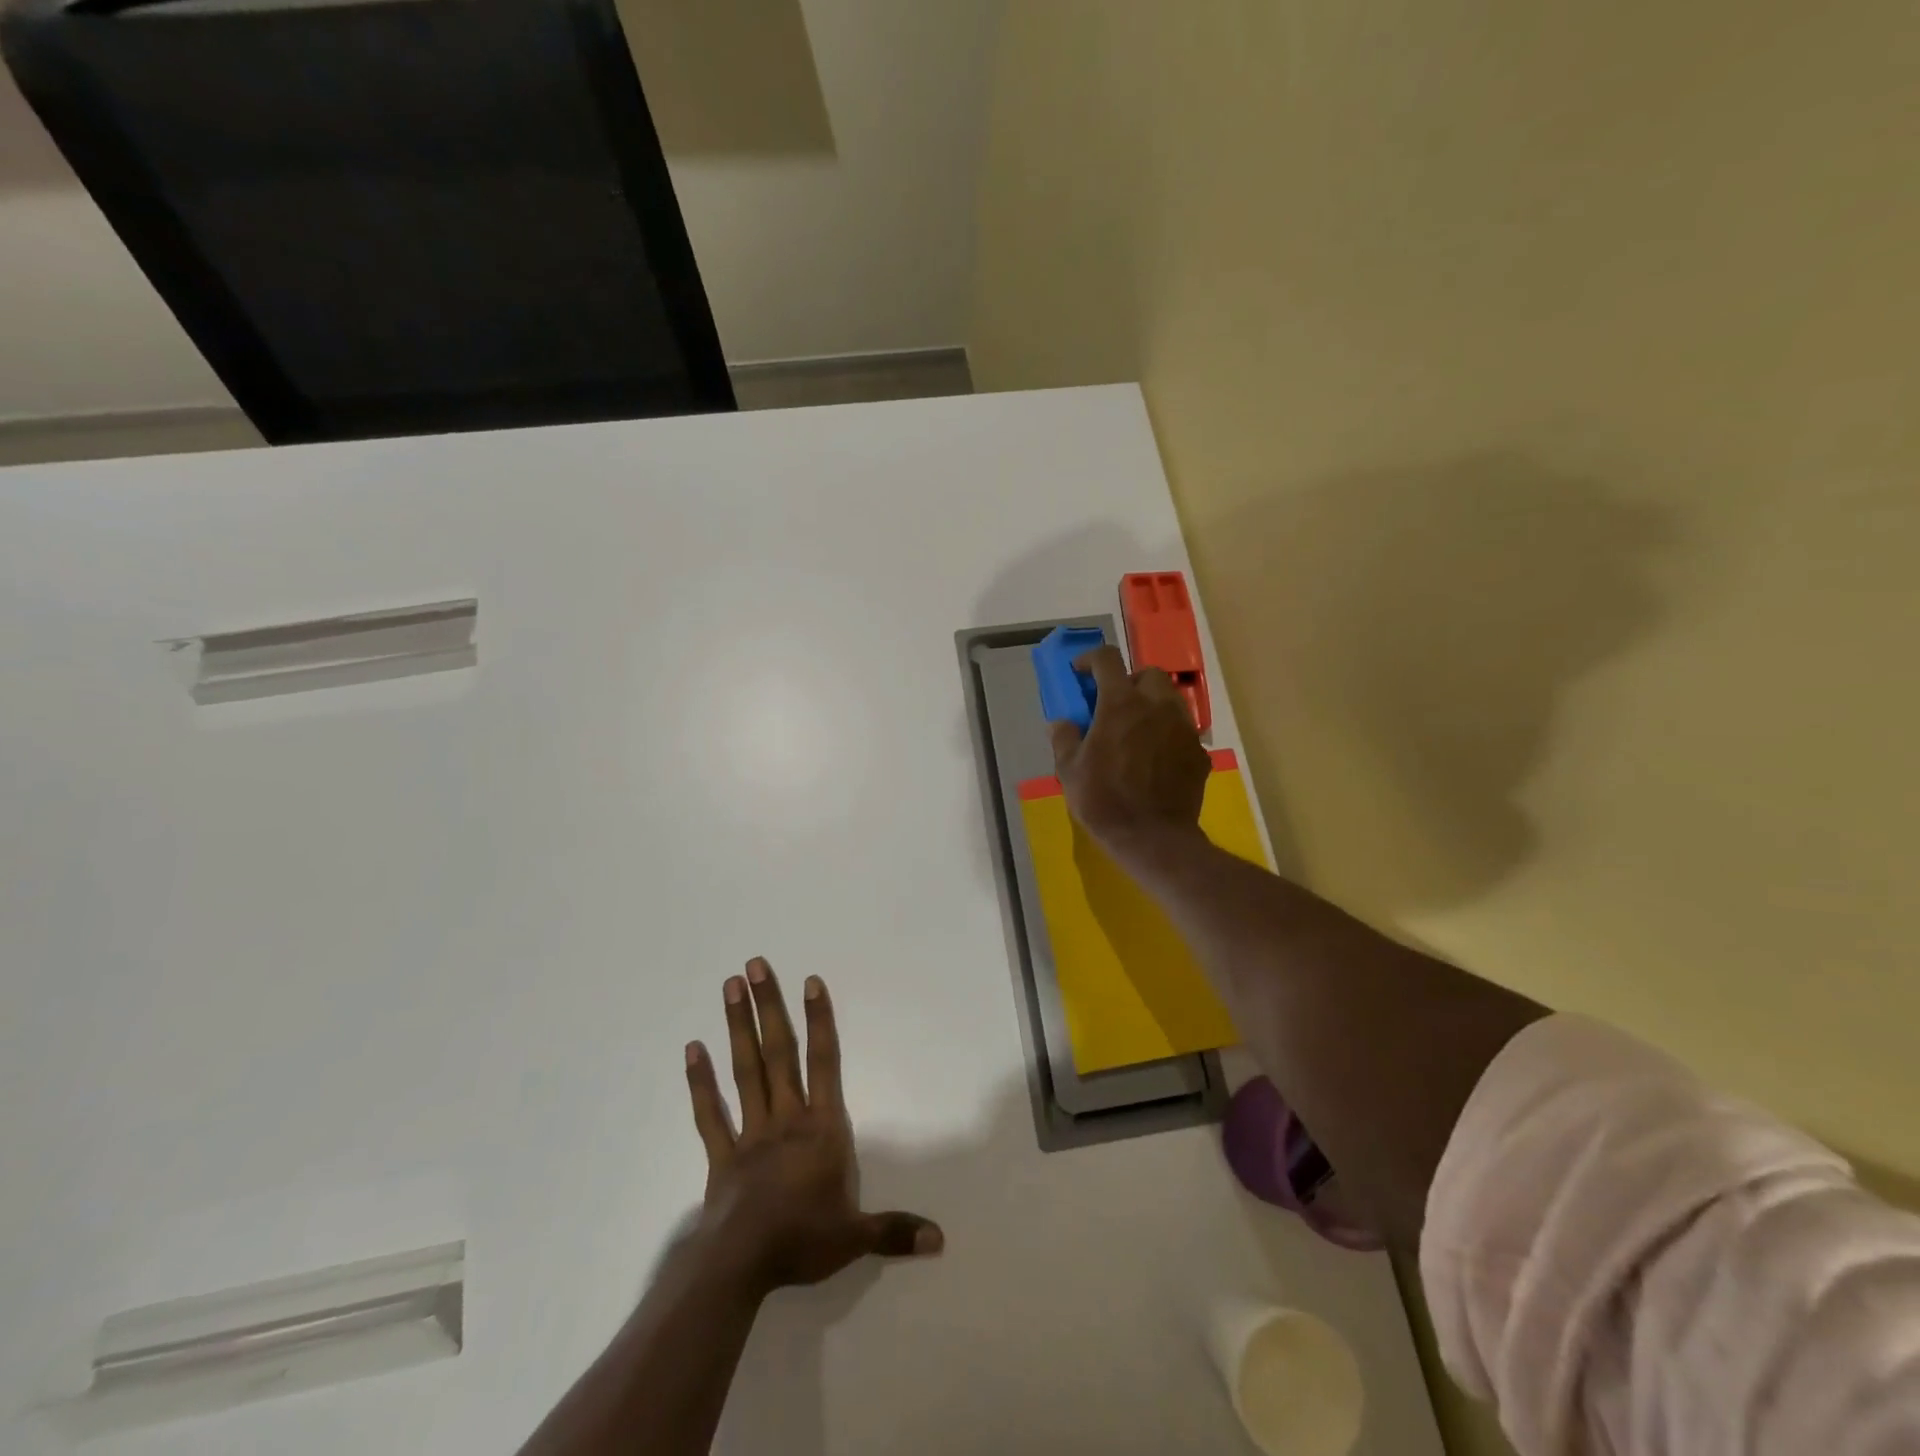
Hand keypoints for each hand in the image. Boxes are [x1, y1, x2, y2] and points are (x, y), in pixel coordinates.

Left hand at [683, 958, 942, 1297]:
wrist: (741, 1267)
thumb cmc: (802, 1241)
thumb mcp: (856, 1237)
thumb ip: (895, 1230)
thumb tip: (941, 1239)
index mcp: (820, 1128)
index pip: (824, 1063)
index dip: (819, 1020)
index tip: (810, 981)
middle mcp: (785, 1117)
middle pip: (778, 1052)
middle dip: (768, 1007)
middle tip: (754, 965)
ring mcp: (750, 1132)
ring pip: (744, 1070)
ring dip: (737, 1027)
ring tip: (729, 987)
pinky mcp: (721, 1155)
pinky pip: (709, 1113)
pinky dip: (700, 1082)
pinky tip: (691, 1049)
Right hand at [1048, 645, 1211, 851]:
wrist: (1153, 838)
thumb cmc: (1104, 801)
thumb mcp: (1069, 771)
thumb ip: (1064, 739)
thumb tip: (1062, 723)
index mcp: (1120, 704)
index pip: (1107, 660)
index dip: (1090, 659)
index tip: (1080, 672)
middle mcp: (1156, 706)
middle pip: (1148, 673)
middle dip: (1130, 681)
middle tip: (1115, 704)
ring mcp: (1183, 728)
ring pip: (1171, 699)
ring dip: (1152, 705)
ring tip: (1137, 730)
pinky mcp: (1199, 752)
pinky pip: (1183, 731)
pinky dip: (1168, 734)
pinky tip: (1156, 758)